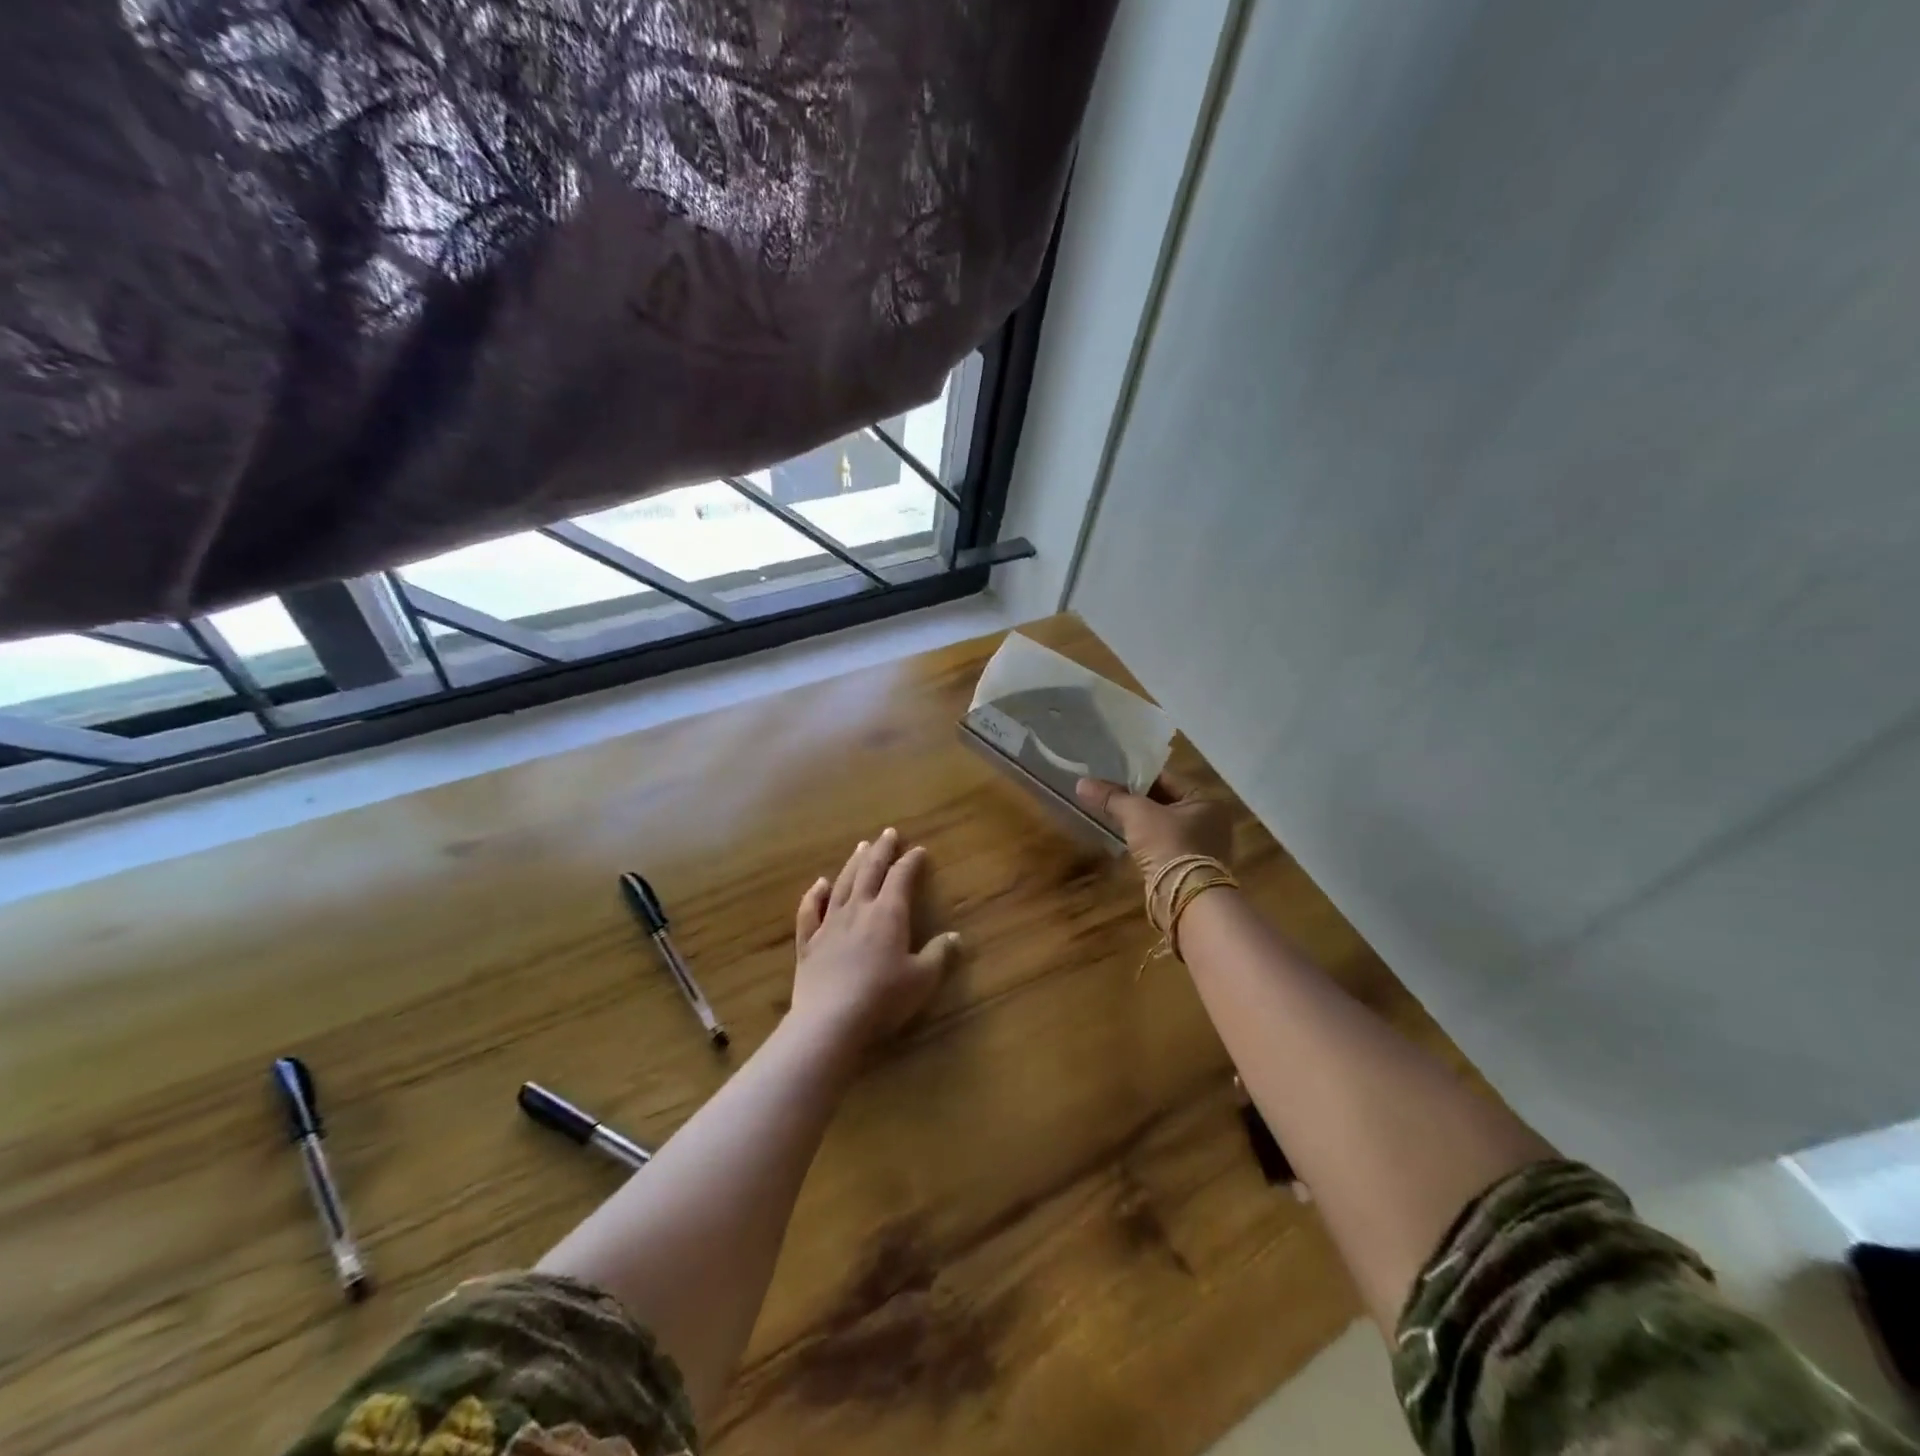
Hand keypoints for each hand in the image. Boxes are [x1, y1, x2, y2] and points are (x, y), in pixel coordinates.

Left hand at [790, 828, 960, 1049]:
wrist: (830, 1021)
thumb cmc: (883, 998)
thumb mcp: (922, 979)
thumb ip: (939, 955)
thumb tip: (955, 937)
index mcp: (888, 913)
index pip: (901, 877)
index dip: (911, 862)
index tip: (919, 851)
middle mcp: (858, 909)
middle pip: (870, 870)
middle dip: (881, 850)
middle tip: (888, 833)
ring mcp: (829, 924)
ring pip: (842, 884)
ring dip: (853, 863)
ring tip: (861, 847)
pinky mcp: (808, 943)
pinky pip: (810, 910)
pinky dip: (814, 894)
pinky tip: (819, 884)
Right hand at [1075, 774, 1234, 878]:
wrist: (1184, 896)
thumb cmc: (1168, 844)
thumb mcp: (1137, 814)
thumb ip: (1111, 797)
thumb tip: (1081, 783)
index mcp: (1205, 800)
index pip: (1167, 779)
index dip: (1138, 776)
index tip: (1112, 774)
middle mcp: (1209, 820)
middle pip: (1165, 801)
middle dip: (1137, 799)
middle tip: (1107, 792)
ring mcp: (1201, 846)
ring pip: (1163, 824)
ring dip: (1140, 821)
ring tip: (1111, 812)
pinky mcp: (1189, 866)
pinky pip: (1163, 844)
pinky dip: (1146, 840)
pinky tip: (1126, 837)